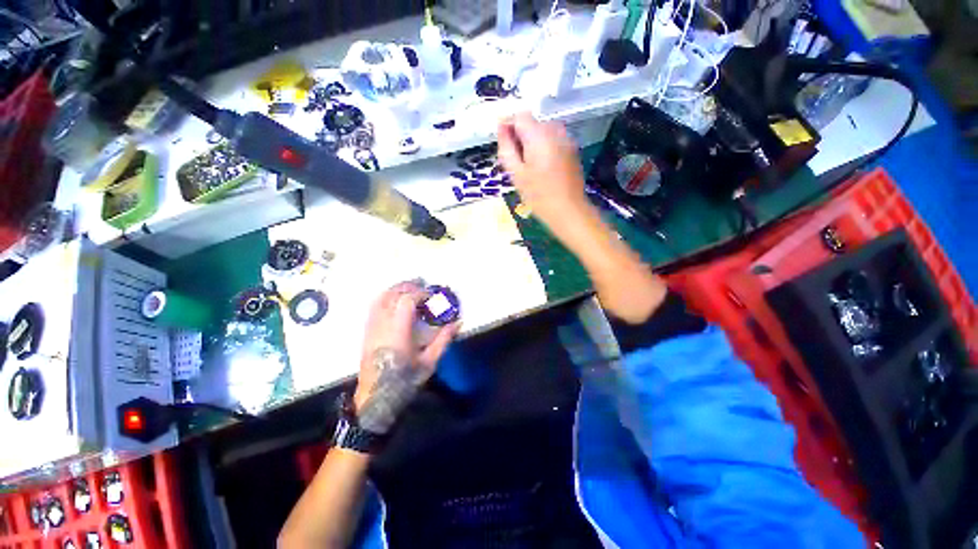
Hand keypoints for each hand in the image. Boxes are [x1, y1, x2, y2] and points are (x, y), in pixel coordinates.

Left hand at [353, 281, 459, 432]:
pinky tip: (395, 299)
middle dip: (408, 286)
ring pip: (380, 298)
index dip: (420, 293)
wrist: (375, 398)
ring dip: (396, 289)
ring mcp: (372, 327)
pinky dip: (386, 296)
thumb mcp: (429, 362)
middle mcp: (382, 325)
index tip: (432, 294)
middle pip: (392, 295)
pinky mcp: (367, 331)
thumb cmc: (404, 381)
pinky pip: (374, 306)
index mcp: (398, 333)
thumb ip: (443, 340)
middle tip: (423, 285)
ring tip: (410, 288)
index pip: (406, 301)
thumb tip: (457, 322)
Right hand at [497, 112, 590, 239]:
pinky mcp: (572, 149)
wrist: (568, 210)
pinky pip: (553, 140)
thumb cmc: (538, 195)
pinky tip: (543, 168)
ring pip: (543, 131)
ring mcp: (567, 139)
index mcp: (539, 135)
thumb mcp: (516, 173)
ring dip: (532, 142)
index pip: (519, 116)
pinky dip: (544, 147)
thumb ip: (506, 147)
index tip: (504, 144)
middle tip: (516, 161)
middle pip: (532, 123)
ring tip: (529, 166)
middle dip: (521, 136)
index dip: (508, 126)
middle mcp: (555, 130)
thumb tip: (501, 127)